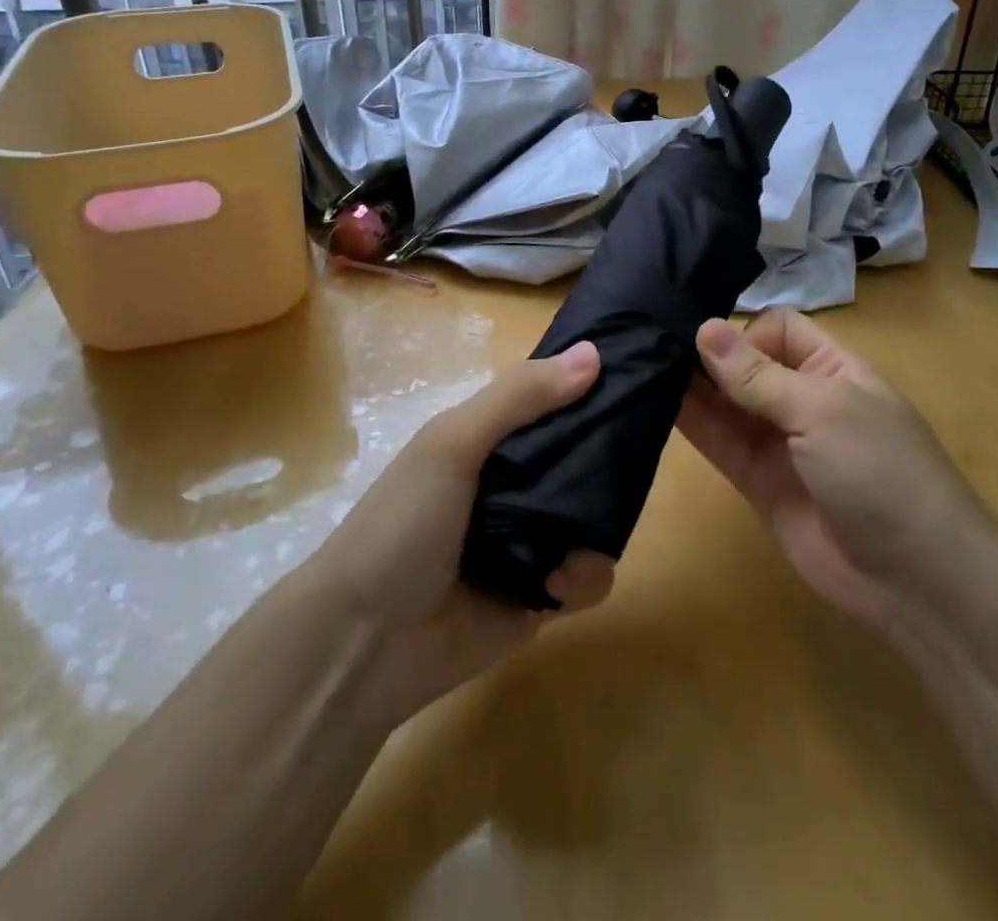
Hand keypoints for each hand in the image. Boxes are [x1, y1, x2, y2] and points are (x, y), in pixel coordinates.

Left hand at [312, 342, 615, 725]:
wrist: (362, 644)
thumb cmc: (402, 524)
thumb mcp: (452, 443)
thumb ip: (519, 397)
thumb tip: (594, 354)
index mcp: (489, 440)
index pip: (550, 401)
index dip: (588, 386)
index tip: (635, 373)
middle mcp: (513, 483)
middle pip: (580, 457)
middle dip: (608, 457)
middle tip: (636, 456)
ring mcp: (529, 540)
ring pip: (594, 517)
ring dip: (597, 527)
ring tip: (573, 543)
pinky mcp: (541, 595)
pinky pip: (587, 578)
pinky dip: (582, 578)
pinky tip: (557, 584)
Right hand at [676, 309, 980, 636]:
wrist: (915, 581)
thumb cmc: (881, 472)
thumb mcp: (823, 411)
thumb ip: (758, 376)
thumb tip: (704, 327)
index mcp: (832, 369)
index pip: (779, 328)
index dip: (745, 330)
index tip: (707, 343)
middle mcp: (802, 399)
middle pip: (746, 363)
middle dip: (708, 354)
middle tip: (651, 343)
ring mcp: (779, 443)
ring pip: (727, 403)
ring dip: (691, 387)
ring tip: (642, 367)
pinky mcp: (758, 482)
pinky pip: (720, 443)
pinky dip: (692, 424)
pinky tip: (655, 403)